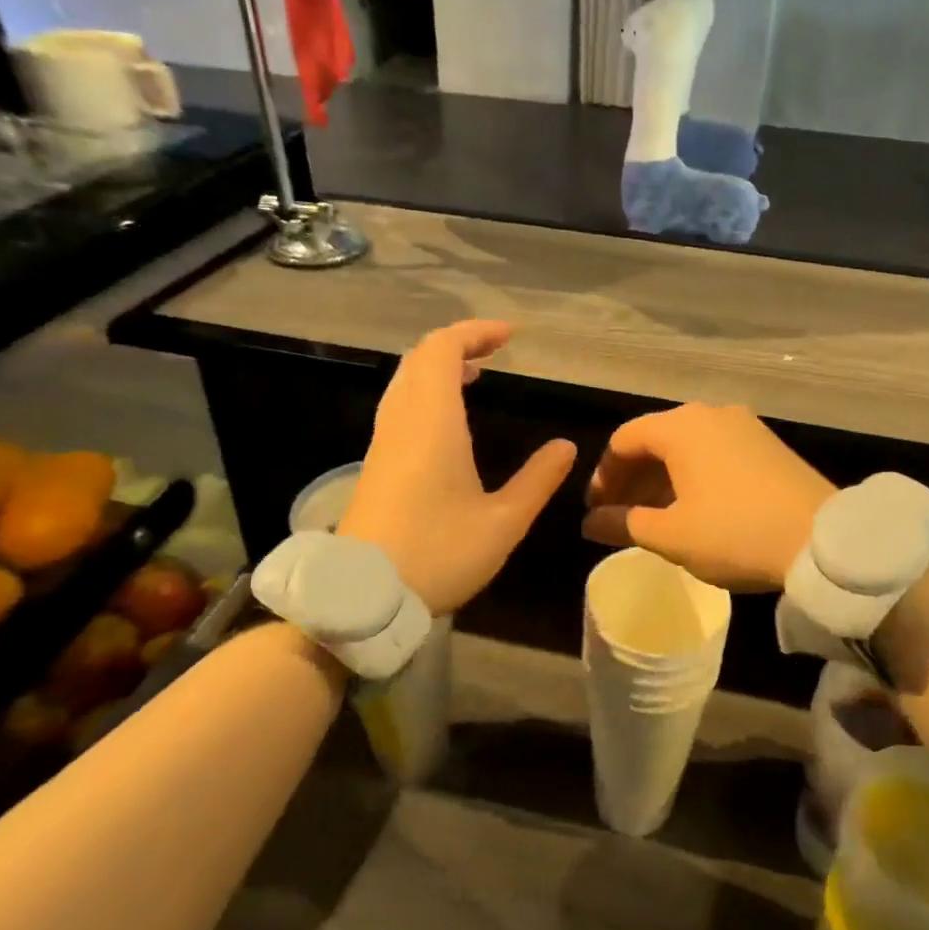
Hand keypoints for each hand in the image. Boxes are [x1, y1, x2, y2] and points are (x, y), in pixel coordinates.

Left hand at [339, 321, 575, 614]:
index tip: (510, 336)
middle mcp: (402, 421)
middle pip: (420, 358)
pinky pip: (400, 405)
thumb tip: (565, 446)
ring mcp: (383, 441)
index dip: (475, 333)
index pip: (443, 349)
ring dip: (438, 367)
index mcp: (432, 422)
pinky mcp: (376, 463)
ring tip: (475, 375)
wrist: (363, 596)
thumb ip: (538, 480)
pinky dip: (426, 391)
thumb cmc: (439, 554)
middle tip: (495, 351)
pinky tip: (449, 419)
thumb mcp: (504, 522)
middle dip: (458, 344)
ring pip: (406, 380)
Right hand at [581, 403, 834, 591]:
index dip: (603, 476)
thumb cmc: (735, 533)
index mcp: (681, 427)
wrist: (822, 540)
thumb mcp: (671, 535)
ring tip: (654, 517)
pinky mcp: (767, 444)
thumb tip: (590, 523)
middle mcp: (710, 414)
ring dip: (661, 479)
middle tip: (620, 516)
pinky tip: (694, 508)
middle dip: (632, 478)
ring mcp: (744, 426)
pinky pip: (714, 452)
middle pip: (655, 439)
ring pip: (686, 446)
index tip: (596, 510)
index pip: (623, 440)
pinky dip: (692, 475)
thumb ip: (623, 524)